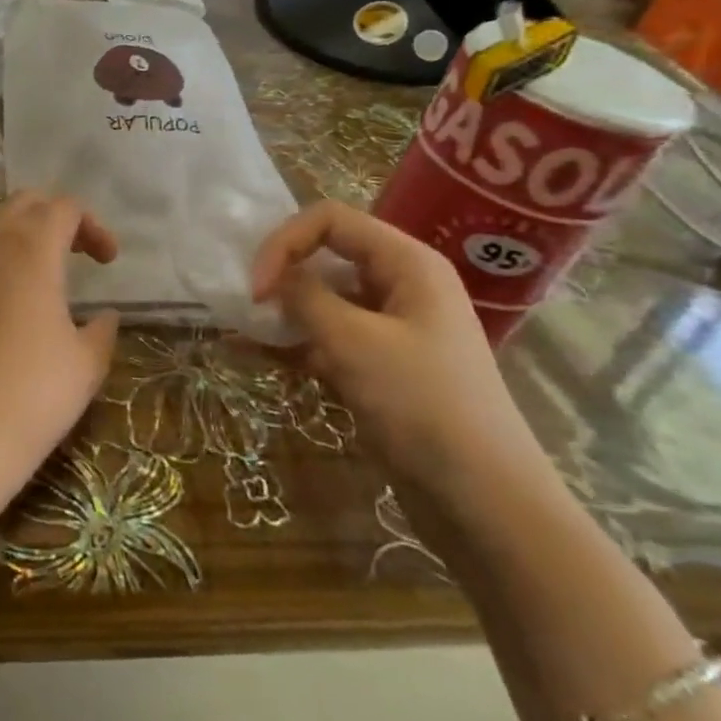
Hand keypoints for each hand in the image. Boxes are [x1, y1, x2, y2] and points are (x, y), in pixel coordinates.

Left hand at [0, 192, 120, 493]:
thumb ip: (101, 331)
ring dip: (14, 232)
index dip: (93, 226)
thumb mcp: (85, 364)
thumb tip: (104, 316)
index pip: (64, 208)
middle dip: (54, 217)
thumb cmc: (31, 394)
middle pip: (23, 203)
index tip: (108, 262)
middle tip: (74, 253)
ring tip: (31, 268)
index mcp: (32, 248)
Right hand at [251, 201, 553, 498]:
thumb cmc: (422, 404)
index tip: (255, 288)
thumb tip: (274, 278)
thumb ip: (306, 298)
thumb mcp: (354, 343)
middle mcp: (400, 285)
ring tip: (238, 331)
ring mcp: (391, 327)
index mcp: (407, 262)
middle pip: (327, 255)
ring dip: (282, 312)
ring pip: (324, 301)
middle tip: (244, 305)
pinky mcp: (380, 366)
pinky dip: (295, 344)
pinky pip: (329, 340)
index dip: (285, 243)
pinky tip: (255, 356)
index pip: (331, 220)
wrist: (482, 499)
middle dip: (281, 273)